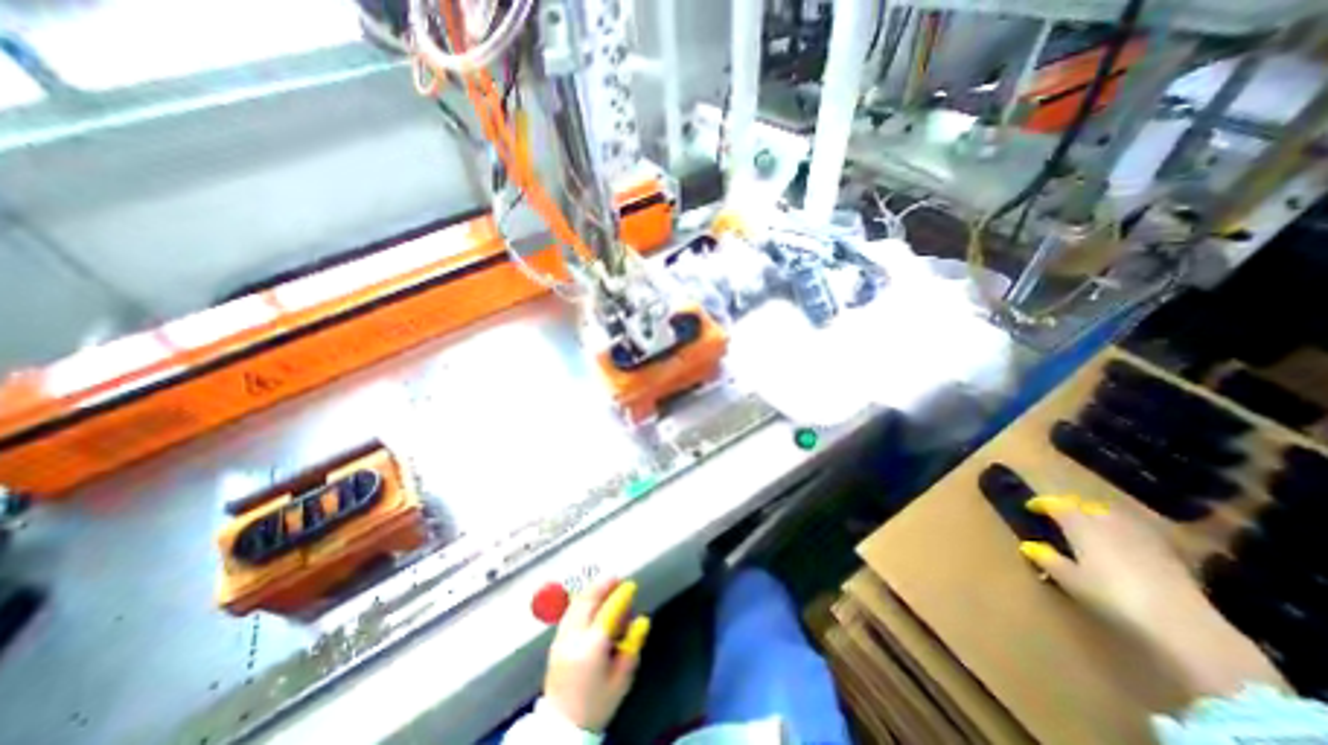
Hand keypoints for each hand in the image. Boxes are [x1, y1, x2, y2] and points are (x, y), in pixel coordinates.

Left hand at [546, 575, 652, 731]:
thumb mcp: (621, 680)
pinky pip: (569, 612)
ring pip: (576, 604)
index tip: (631, 585)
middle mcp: (574, 638)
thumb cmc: (596, 705)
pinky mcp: (555, 642)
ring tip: (605, 583)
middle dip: (602, 585)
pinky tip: (590, 599)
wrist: (562, 730)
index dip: (621, 596)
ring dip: (591, 590)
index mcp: (592, 648)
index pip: (608, 612)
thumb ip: (632, 647)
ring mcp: (561, 639)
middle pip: (587, 601)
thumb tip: (642, 620)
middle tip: (616, 577)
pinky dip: (581, 601)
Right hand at [1020, 499, 1206, 638]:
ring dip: (1099, 519)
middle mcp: (1107, 522)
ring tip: (1091, 529)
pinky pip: (1137, 533)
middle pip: (1086, 507)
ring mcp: (1141, 535)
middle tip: (1061, 519)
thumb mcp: (1070, 580)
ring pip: (1114, 517)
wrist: (1182, 623)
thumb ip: (1048, 560)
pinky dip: (1124, 535)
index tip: (1032, 508)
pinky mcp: (1168, 553)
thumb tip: (1029, 546)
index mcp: (1079, 524)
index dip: (1042, 504)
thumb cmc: (1111, 596)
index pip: (1055, 505)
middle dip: (1073, 509)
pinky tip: (1124, 548)